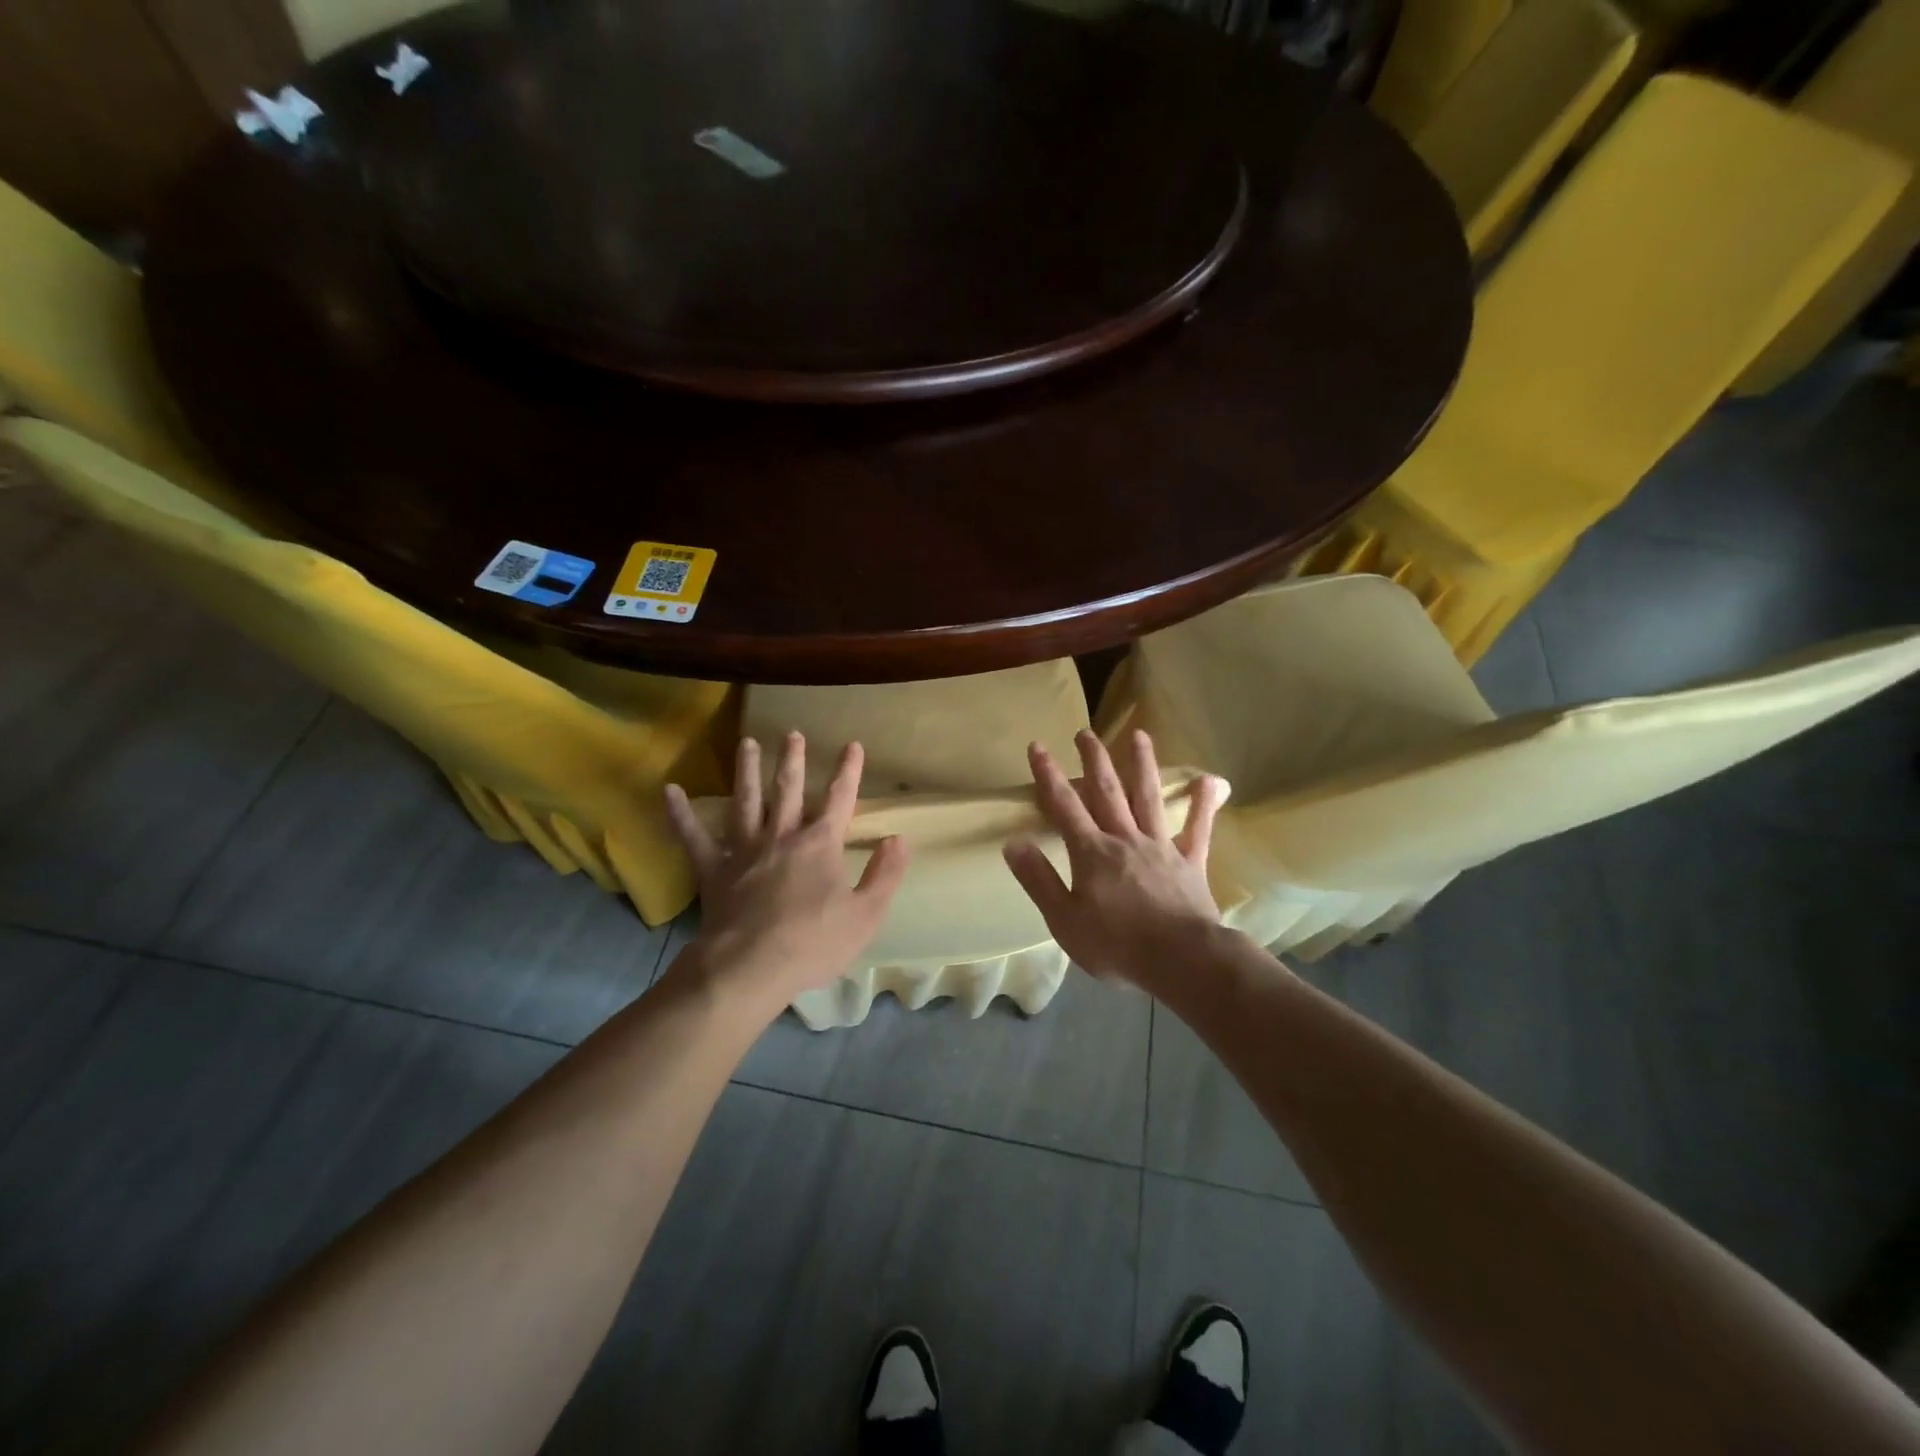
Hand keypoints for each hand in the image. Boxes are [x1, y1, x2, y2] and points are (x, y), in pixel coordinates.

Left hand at [664, 733, 908, 1009]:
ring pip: (746, 802)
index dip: (848, 771)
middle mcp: (782, 837)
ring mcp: (744, 851)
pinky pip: (694, 838)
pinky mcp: (714, 871)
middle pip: (789, 791)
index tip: (852, 745)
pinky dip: (681, 814)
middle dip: (793, 761)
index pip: (840, 799)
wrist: (750, 968)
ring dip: (747, 771)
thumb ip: (885, 874)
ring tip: (747, 743)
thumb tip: (898, 839)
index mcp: (820, 845)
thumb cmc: (813, 943)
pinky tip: (670, 790)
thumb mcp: (866, 914)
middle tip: (791, 734)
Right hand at [1003, 729, 1227, 991]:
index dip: (1049, 775)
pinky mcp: (1191, 863)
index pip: (1064, 806)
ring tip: (1139, 735)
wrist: (1182, 960)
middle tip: (1086, 731)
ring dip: (1143, 765)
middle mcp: (1125, 839)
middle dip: (1094, 760)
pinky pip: (1198, 830)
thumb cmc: (1117, 945)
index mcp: (1092, 852)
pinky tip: (1209, 781)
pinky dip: (1202, 805)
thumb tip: (1013, 842)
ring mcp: (1161, 847)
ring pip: (1149, 798)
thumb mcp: (1064, 920)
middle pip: (1107, 791)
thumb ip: (1039, 879)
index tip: (1038, 746)